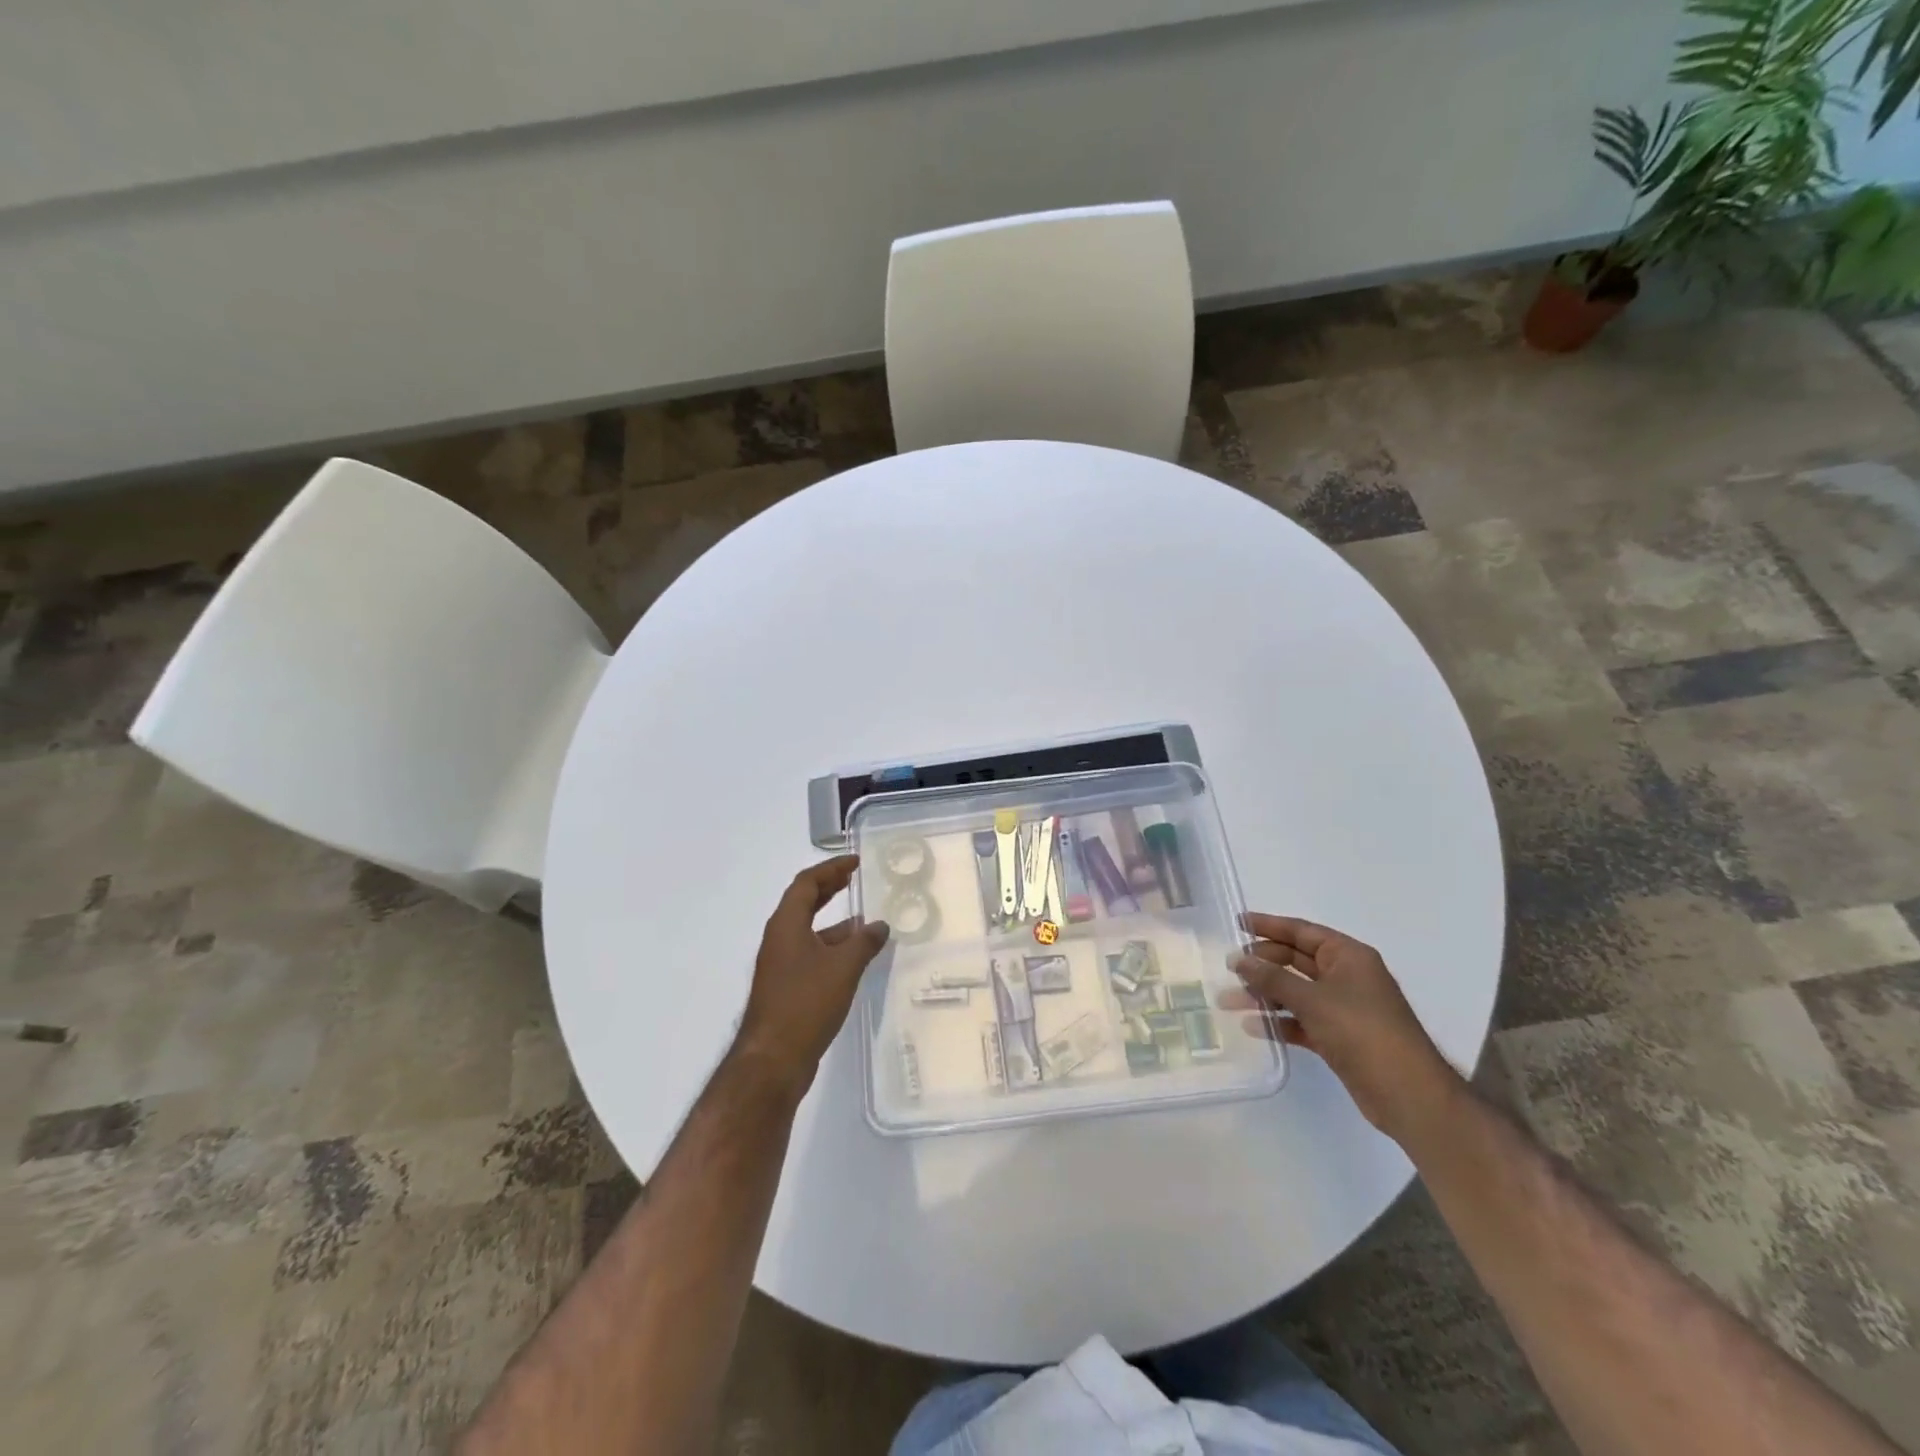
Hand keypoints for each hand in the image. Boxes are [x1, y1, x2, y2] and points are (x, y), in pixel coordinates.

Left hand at [734, 856, 890, 1096]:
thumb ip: (864, 943)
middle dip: (829, 888)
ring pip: (809, 931)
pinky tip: (855, 958)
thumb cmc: (806, 1003)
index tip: (855, 862)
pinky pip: (811, 954)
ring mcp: (781, 964)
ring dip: (834, 922)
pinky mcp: (787, 987)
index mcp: (786, 924)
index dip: (830, 868)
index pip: (806, 883)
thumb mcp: (843, 968)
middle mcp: (780, 939)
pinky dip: (832, 947)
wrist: (773, 1060)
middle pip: (804, 903)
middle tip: (854, 879)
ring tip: (865, 920)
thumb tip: (880, 926)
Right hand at [1224, 913, 1461, 1139]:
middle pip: (1295, 960)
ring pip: (1295, 992)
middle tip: (1228, 967)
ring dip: (1264, 995)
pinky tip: (1252, 1027)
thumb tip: (1239, 959)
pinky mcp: (1339, 1037)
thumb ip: (1272, 978)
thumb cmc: (1363, 1033)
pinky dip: (1279, 1022)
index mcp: (1348, 956)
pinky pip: (1302, 1020)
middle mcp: (1346, 977)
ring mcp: (1343, 1008)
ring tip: (1227, 1001)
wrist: (1409, 1095)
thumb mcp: (1313, 1000)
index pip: (1301, 931)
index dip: (1268, 925)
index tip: (1236, 923)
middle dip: (1261, 964)